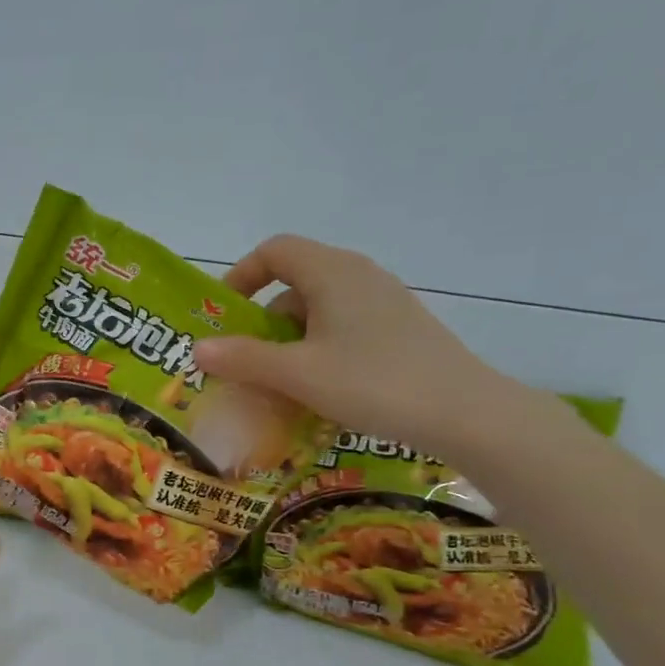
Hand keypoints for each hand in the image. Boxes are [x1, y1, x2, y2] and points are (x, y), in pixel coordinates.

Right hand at [191, 235, 525, 454]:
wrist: (466, 414)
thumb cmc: (374, 383)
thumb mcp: (298, 374)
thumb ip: (243, 359)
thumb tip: (197, 348)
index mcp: (333, 273)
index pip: (275, 251)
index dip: (241, 276)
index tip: (224, 315)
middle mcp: (359, 276)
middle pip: (294, 283)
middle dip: (262, 321)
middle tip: (245, 361)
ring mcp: (384, 302)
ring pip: (318, 310)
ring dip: (289, 341)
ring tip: (279, 384)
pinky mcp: (400, 329)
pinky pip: (343, 328)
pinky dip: (318, 350)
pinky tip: (319, 390)